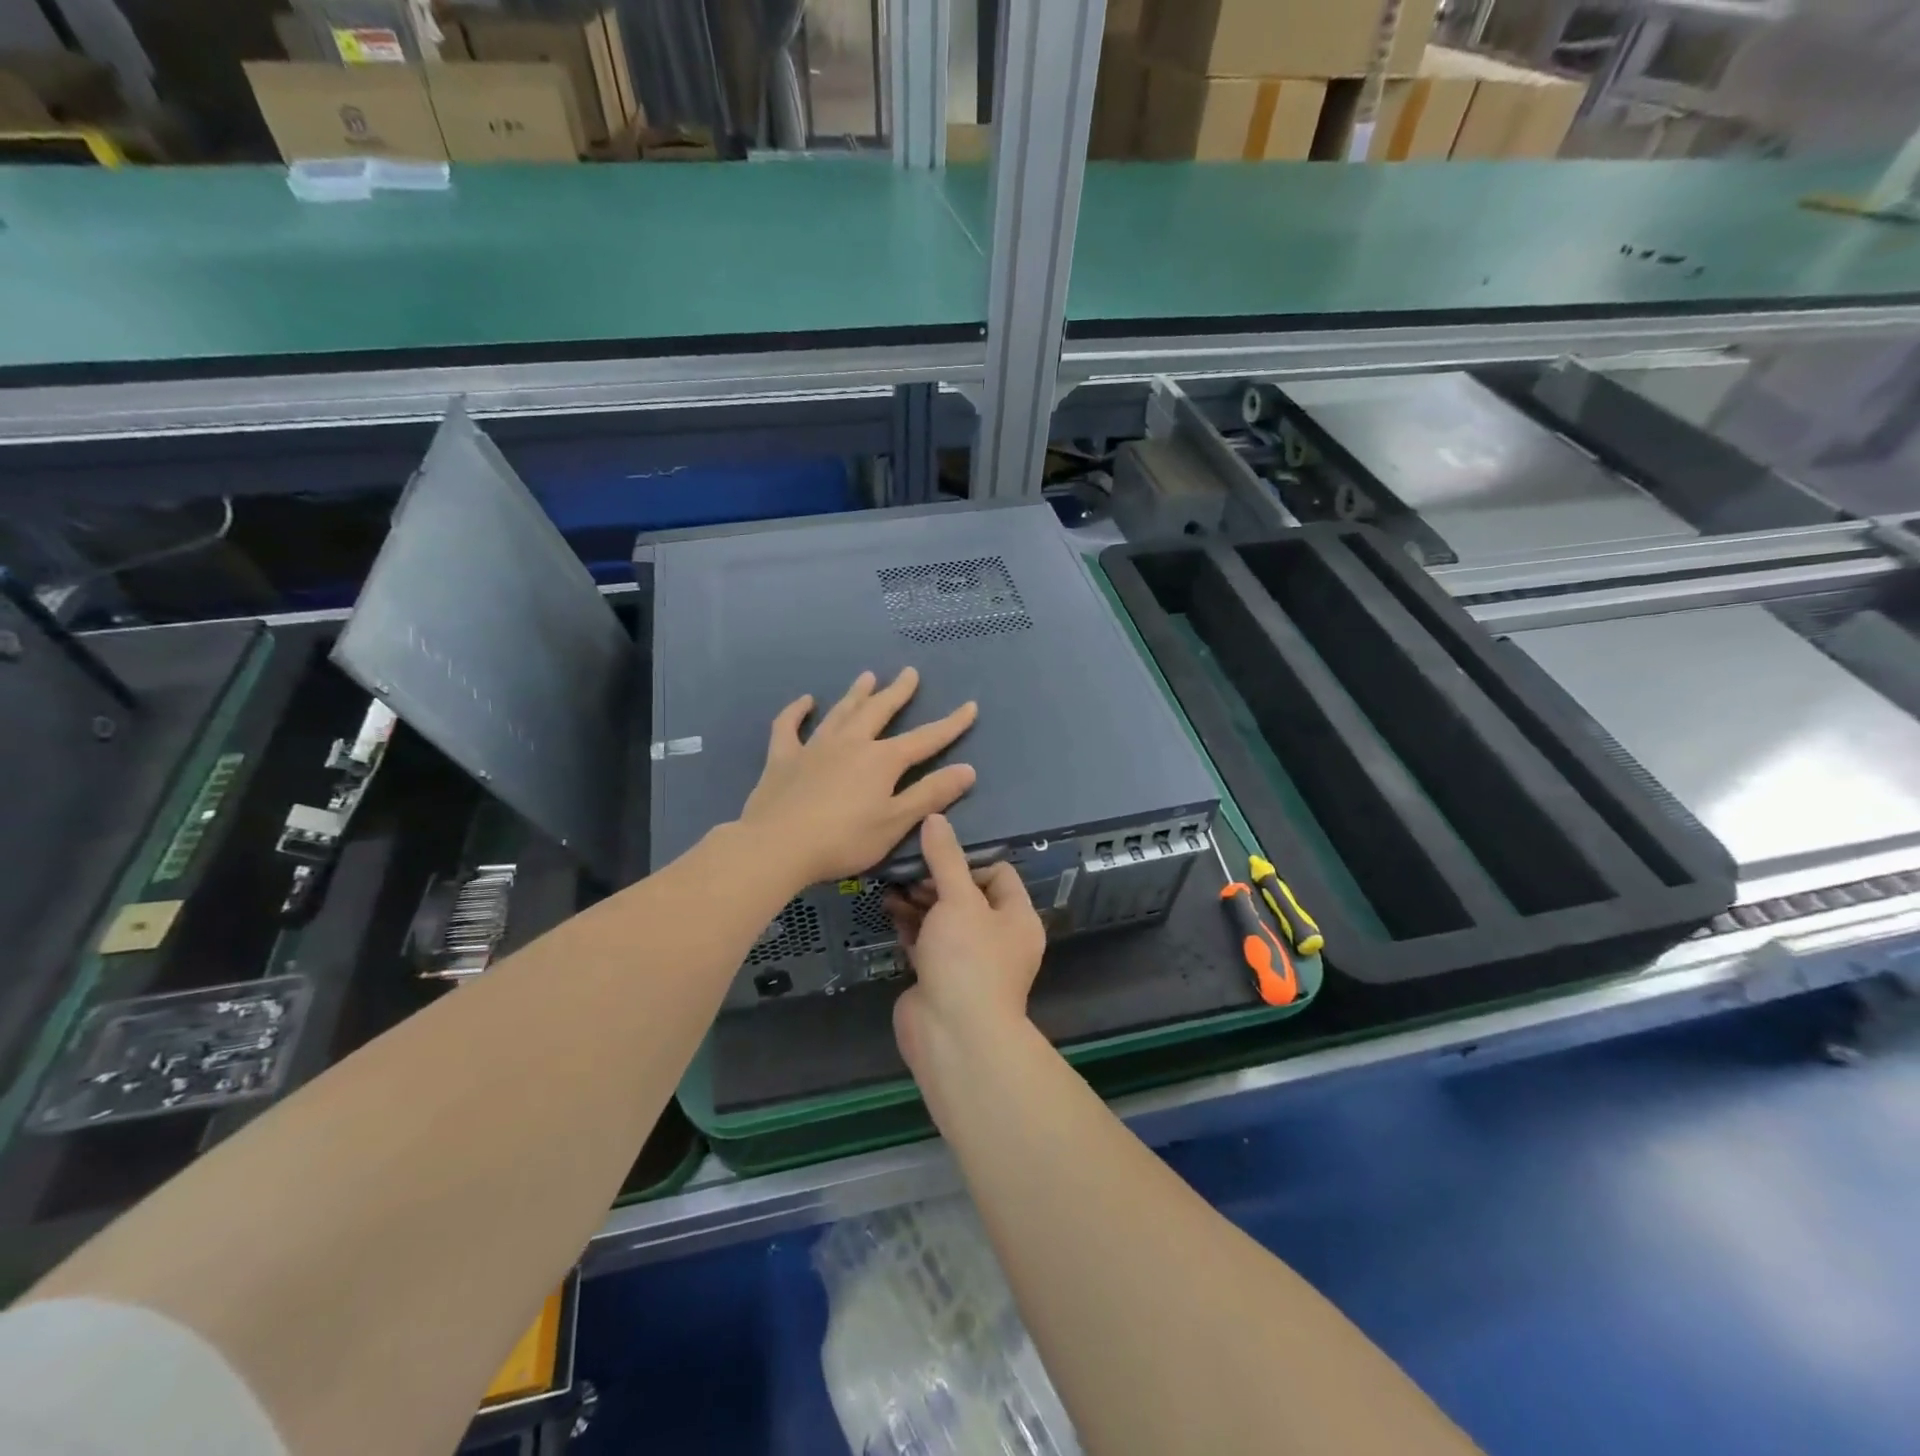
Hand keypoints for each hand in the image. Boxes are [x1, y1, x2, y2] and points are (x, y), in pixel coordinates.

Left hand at [738, 667, 977, 888]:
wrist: (777, 846)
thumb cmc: (843, 840)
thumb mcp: (895, 822)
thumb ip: (931, 794)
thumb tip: (968, 769)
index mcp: (882, 760)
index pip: (925, 739)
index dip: (950, 724)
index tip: (970, 706)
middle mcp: (851, 743)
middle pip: (879, 711)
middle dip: (898, 692)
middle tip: (909, 672)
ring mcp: (814, 747)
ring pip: (840, 712)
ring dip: (856, 694)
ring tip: (868, 676)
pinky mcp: (783, 758)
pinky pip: (789, 726)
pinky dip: (796, 711)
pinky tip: (805, 701)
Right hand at [888, 813, 1045, 1064]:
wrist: (952, 1035)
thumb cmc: (968, 959)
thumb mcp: (958, 900)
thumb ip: (945, 858)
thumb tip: (936, 817)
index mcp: (1017, 918)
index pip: (998, 874)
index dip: (969, 860)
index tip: (937, 853)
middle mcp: (997, 937)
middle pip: (967, 895)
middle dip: (936, 879)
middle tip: (907, 867)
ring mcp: (967, 959)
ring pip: (943, 918)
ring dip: (919, 900)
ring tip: (891, 883)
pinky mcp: (939, 976)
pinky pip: (925, 941)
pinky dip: (909, 924)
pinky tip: (888, 907)